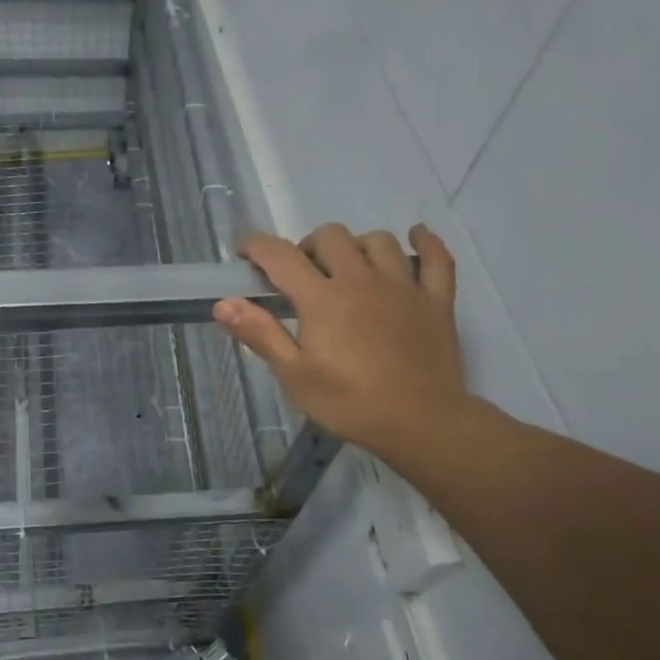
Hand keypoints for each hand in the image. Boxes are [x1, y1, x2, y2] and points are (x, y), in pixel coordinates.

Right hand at [214, 224, 479, 470]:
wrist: (420, 423)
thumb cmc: (349, 403)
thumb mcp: (294, 376)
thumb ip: (260, 334)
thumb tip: (223, 303)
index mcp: (323, 299)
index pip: (281, 256)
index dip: (256, 246)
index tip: (244, 252)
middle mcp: (361, 280)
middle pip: (331, 236)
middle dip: (308, 246)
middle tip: (302, 275)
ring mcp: (404, 286)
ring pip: (379, 241)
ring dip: (356, 246)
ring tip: (349, 268)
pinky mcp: (436, 300)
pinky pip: (437, 258)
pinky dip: (426, 242)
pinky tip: (415, 237)